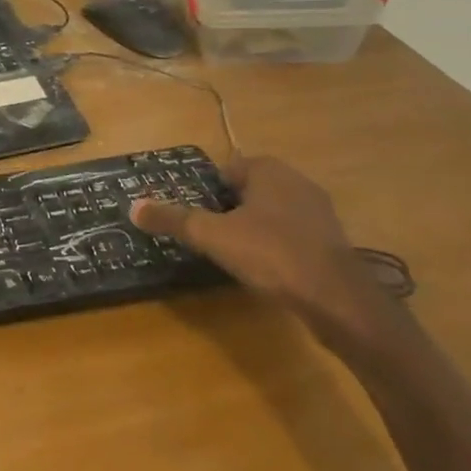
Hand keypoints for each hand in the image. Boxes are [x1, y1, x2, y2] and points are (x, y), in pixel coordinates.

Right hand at [131, 156, 392, 348]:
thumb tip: (133, 207)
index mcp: (269, 170)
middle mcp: (296, 181)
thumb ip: (172, 219)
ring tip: (229, 253)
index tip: (190, 213)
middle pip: (247, 191)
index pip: (225, 169)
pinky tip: (263, 268)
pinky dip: (274, 246)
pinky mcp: (331, 242)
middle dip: (226, 209)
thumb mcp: (212, 236)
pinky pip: (290, 235)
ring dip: (250, 228)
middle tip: (204, 234)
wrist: (338, 300)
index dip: (204, 191)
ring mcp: (318, 212)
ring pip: (270, 213)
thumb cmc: (271, 254)